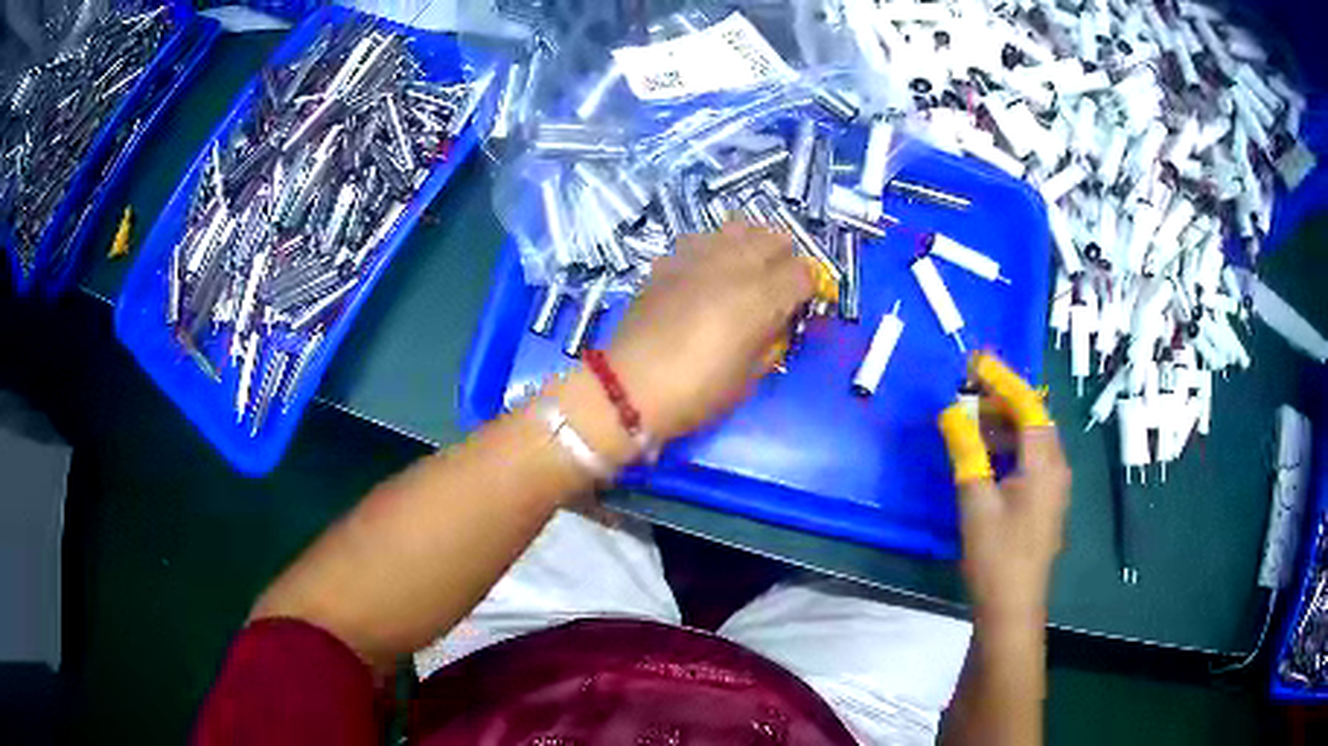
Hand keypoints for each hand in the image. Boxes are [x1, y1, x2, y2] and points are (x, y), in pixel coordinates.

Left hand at [605, 220, 816, 442]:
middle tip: (777, 285)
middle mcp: (734, 265)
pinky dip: (714, 249)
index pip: (803, 272)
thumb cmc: (696, 393)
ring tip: (744, 270)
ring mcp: (698, 256)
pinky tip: (706, 273)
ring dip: (751, 244)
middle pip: (775, 237)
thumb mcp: (749, 378)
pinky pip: (702, 238)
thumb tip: (778, 324)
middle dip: (784, 259)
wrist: (629, 386)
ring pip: (740, 226)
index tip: (800, 305)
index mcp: (761, 297)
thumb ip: (771, 342)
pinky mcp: (669, 259)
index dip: (808, 288)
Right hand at [939, 353, 1070, 627]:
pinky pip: (1031, 460)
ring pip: (1033, 440)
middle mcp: (1057, 468)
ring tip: (971, 419)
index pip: (1028, 405)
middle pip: (1034, 419)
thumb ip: (966, 451)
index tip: (975, 361)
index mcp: (1045, 463)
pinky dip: (1010, 447)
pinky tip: (986, 455)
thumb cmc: (996, 555)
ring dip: (1005, 425)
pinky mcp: (1046, 503)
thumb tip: (951, 411)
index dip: (1002, 379)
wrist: (1013, 608)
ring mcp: (1054, 487)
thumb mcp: (975, 501)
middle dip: (1003, 400)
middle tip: (968, 390)